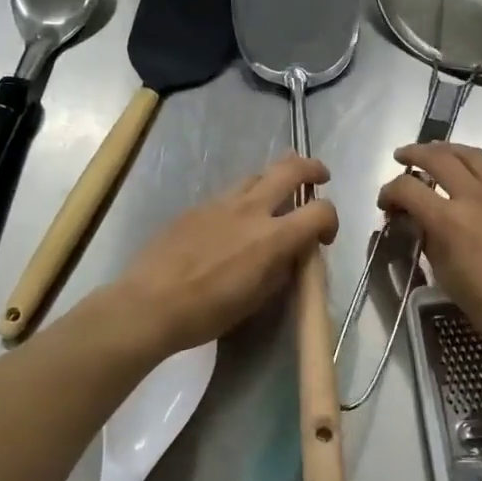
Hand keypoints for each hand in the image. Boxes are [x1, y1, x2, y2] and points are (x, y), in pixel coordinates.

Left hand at [113, 154, 338, 354]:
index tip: (323, 238)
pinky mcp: (197, 207)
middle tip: (319, 178)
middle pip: (291, 168)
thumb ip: (281, 269)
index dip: (331, 220)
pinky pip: (230, 194)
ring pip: (257, 175)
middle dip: (312, 169)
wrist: (149, 304)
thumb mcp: (257, 299)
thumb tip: (291, 254)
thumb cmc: (207, 312)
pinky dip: (244, 200)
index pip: (320, 211)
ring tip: (276, 199)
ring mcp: (221, 203)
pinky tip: (234, 224)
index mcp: (272, 237)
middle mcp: (251, 210)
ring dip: (275, 181)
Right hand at [379, 143, 481, 360]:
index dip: (389, 192)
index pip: (407, 188)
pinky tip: (474, 183)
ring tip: (437, 154)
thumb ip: (428, 240)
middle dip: (414, 154)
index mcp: (449, 220)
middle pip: (438, 157)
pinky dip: (477, 170)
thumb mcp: (445, 275)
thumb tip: (418, 221)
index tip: (386, 203)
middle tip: (403, 158)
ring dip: (448, 150)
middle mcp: (476, 196)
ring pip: (472, 155)